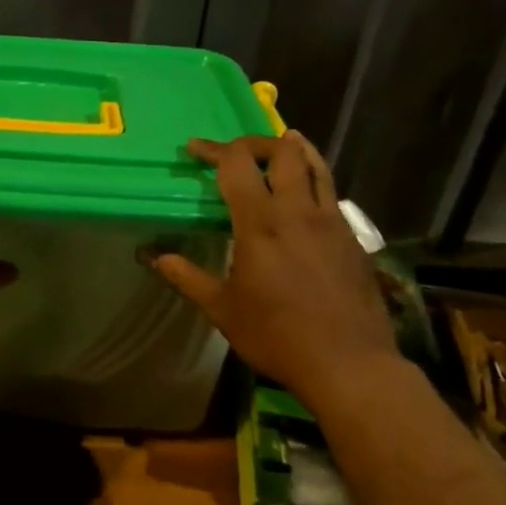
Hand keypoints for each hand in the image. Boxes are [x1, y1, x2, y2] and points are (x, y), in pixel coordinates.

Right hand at [147, 132, 397, 390]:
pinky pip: (332, 193)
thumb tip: (153, 256)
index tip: (195, 149)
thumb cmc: (277, 335)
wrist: (348, 363)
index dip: (214, 149)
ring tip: (283, 142)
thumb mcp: (222, 309)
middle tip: (237, 149)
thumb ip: (187, 277)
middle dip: (256, 142)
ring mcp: (331, 222)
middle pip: (283, 152)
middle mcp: (298, 211)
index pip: (237, 165)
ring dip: (295, 149)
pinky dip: (315, 179)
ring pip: (317, 166)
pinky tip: (306, 195)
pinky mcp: (352, 238)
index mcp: (261, 223)